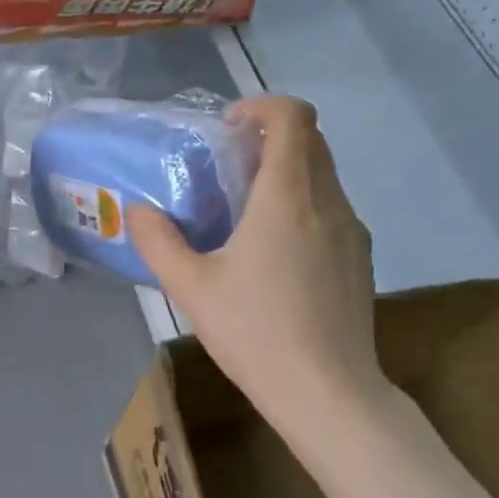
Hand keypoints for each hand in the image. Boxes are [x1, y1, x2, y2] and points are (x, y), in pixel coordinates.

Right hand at [127, 97, 385, 438]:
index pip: (292, 118)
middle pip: (311, 142)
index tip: (228, 126)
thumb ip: (158, 241)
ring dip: (287, 174)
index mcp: (287, 197)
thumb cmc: (253, 331)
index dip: (261, 106)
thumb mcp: (190, 287)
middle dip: (270, 138)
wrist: (326, 391)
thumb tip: (138, 211)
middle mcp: (328, 202)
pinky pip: (331, 210)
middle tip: (227, 167)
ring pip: (323, 177)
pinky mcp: (360, 260)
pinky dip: (303, 206)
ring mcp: (352, 231)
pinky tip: (274, 254)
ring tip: (246, 213)